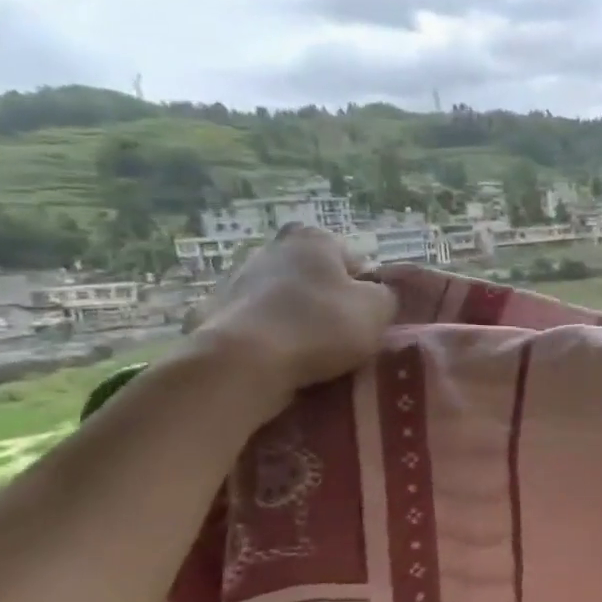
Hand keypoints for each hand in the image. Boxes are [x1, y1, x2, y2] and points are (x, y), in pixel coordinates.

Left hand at [188, 226, 398, 411]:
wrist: (243, 362)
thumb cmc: (320, 326)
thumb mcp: (378, 309)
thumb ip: (386, 295)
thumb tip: (377, 295)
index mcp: (313, 239)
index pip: (354, 260)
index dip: (366, 289)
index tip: (368, 318)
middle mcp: (272, 247)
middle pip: (316, 277)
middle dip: (329, 301)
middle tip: (344, 336)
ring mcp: (237, 278)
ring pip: (285, 300)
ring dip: (298, 319)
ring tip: (312, 354)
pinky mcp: (215, 311)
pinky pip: (257, 324)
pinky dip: (270, 337)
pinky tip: (280, 360)